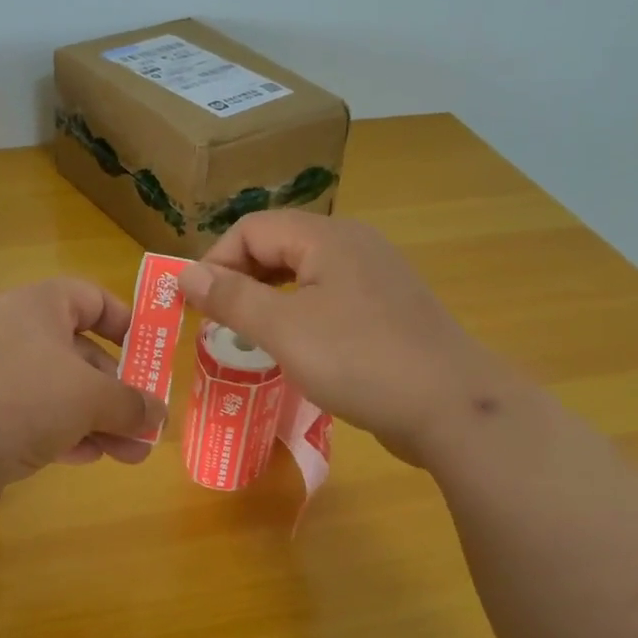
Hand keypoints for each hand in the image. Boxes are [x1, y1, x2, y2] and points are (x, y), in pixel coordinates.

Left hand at [0, 278, 168, 531]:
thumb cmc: (19, 398)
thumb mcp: (89, 396)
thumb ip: (130, 402)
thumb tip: (157, 413)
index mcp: (35, 308)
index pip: (88, 297)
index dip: (124, 321)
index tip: (151, 353)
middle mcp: (11, 336)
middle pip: (78, 352)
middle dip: (118, 389)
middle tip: (148, 421)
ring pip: (58, 393)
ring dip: (99, 421)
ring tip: (134, 454)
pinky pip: (33, 421)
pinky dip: (65, 436)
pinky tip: (91, 459)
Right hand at [177, 211, 487, 464]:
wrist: (453, 408)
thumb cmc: (361, 361)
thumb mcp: (284, 329)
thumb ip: (231, 298)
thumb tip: (184, 273)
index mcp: (327, 237)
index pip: (252, 229)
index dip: (216, 261)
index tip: (196, 305)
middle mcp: (353, 245)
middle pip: (278, 245)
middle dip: (240, 279)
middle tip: (217, 322)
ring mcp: (375, 277)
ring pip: (303, 273)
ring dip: (267, 298)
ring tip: (246, 334)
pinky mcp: (387, 309)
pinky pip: (328, 298)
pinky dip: (298, 314)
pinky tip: (292, 348)